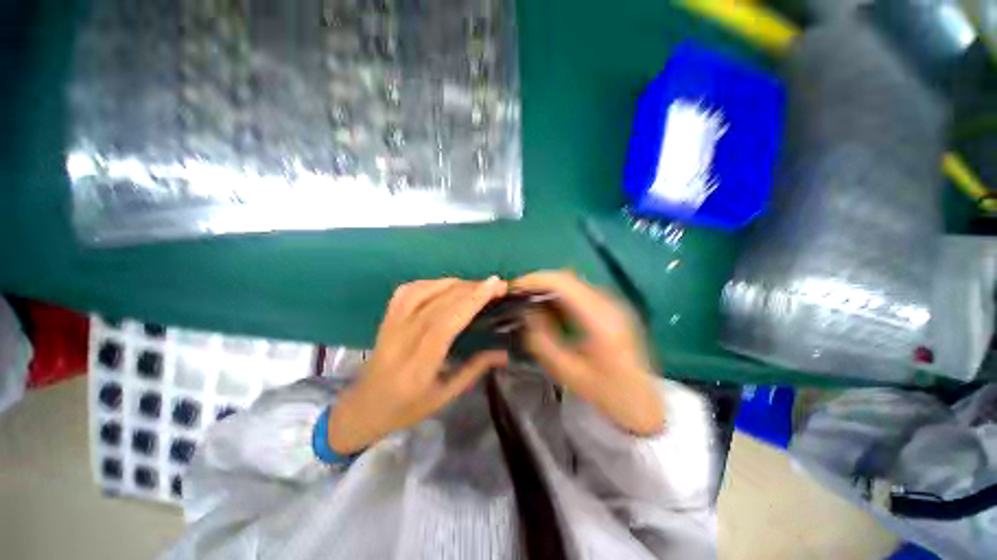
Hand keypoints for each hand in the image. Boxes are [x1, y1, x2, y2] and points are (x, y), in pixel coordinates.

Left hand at [328, 277, 508, 453]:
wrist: (363, 407)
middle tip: (495, 284)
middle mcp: (403, 338)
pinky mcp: (387, 317)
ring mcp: (391, 324)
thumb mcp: (445, 396)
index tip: (494, 285)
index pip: (446, 322)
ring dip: (454, 283)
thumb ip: (474, 369)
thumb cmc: (407, 408)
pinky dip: (431, 282)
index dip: (471, 300)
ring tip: (475, 285)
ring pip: (424, 291)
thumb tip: (504, 352)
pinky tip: (445, 285)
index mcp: (419, 364)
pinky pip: (408, 290)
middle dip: (471, 288)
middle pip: (439, 302)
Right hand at [514, 271, 664, 435]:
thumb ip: (542, 340)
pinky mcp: (612, 308)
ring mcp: (613, 304)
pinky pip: (581, 292)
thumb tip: (526, 312)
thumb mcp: (567, 371)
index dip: (535, 280)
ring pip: (574, 282)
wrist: (644, 403)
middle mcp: (609, 304)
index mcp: (600, 319)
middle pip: (568, 277)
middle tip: (518, 294)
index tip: (514, 288)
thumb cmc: (606, 393)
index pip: (563, 283)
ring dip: (549, 287)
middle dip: (539, 281)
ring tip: (530, 299)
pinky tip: (551, 308)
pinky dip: (561, 294)